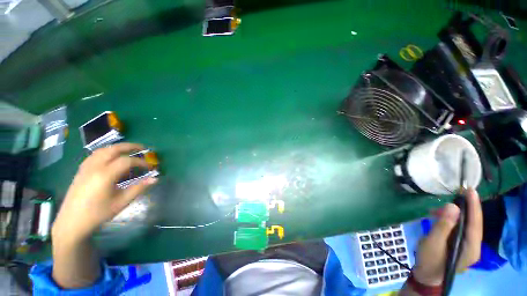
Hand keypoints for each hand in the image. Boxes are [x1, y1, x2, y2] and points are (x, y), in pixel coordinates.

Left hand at [52, 143, 157, 242]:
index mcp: (105, 175)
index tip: (150, 167)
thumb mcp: (121, 202)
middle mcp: (94, 167)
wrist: (72, 222)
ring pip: (103, 150)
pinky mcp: (81, 170)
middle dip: (130, 146)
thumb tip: (155, 178)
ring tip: (129, 151)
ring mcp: (86, 167)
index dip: (141, 162)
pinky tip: (112, 158)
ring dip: (118, 148)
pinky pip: (95, 154)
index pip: (127, 161)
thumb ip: (139, 188)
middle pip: (114, 149)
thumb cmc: (98, 214)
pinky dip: (107, 152)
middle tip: (143, 148)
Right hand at [412, 189, 482, 285]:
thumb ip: (443, 225)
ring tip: (435, 210)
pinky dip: (449, 220)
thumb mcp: (433, 242)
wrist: (426, 275)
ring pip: (465, 225)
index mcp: (471, 248)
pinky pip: (459, 228)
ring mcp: (468, 246)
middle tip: (450, 197)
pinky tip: (437, 217)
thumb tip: (453, 206)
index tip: (470, 190)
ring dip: (452, 215)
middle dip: (462, 209)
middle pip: (472, 223)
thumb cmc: (430, 260)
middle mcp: (474, 246)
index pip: (476, 223)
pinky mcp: (460, 244)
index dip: (474, 206)